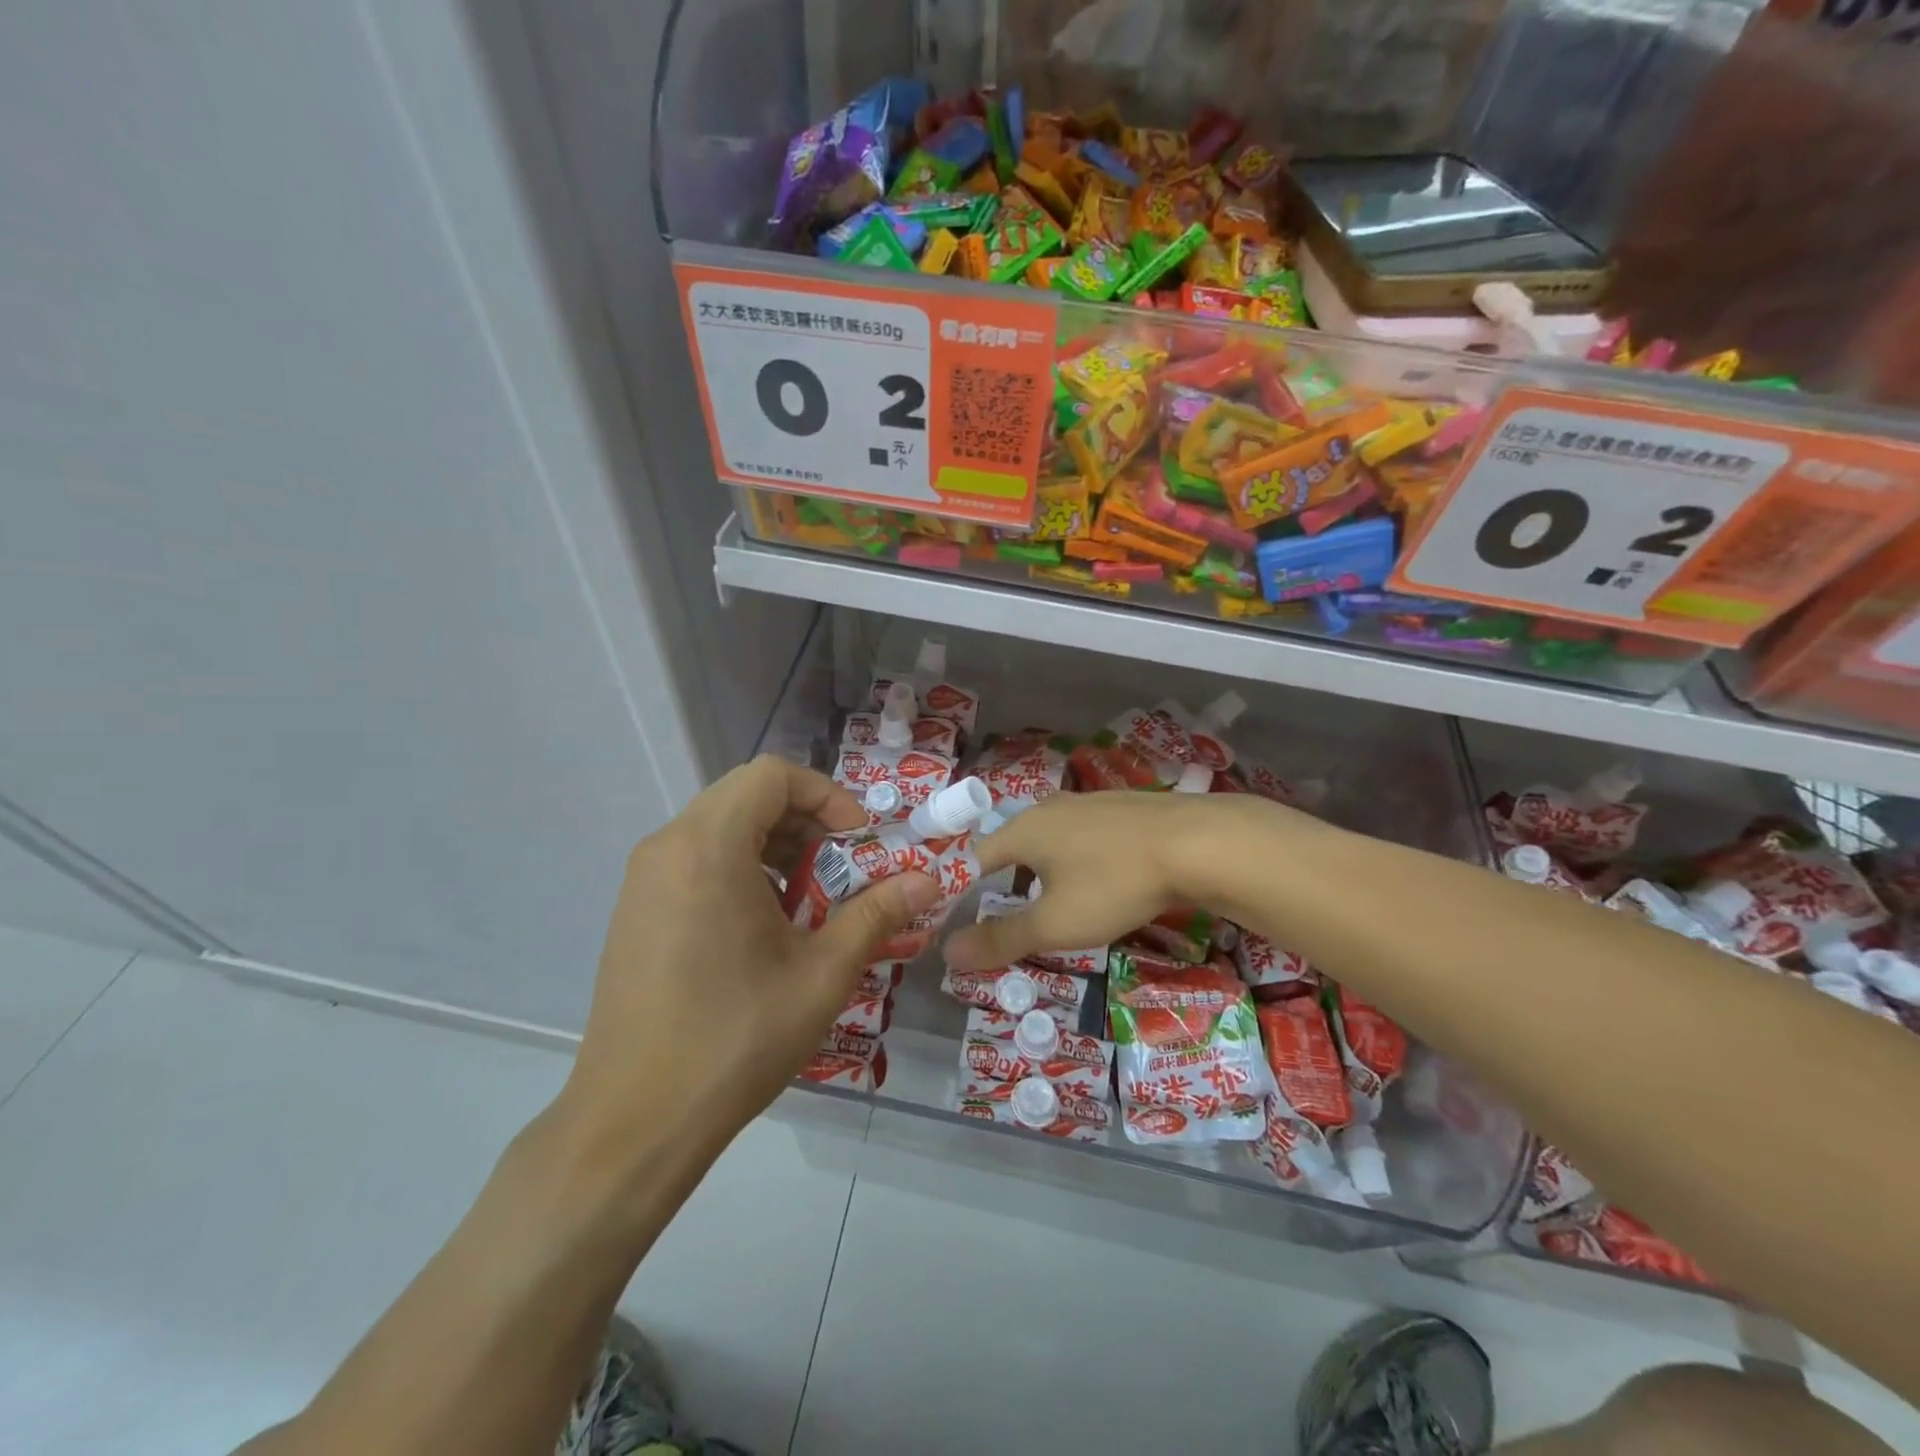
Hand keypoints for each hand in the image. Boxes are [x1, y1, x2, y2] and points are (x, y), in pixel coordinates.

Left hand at [561, 757, 937, 1158]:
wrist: (634, 1122)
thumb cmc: (735, 1038)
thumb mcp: (822, 973)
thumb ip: (878, 913)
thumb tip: (929, 881)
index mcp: (708, 847)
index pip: (773, 775)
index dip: (827, 795)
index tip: (858, 841)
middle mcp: (667, 847)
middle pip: (747, 796)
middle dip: (806, 822)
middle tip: (841, 869)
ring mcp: (643, 879)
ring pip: (721, 827)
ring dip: (775, 846)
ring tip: (807, 901)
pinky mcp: (635, 910)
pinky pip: (696, 859)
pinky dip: (742, 868)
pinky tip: (764, 927)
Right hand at [943, 789, 1325, 972]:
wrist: (1198, 843)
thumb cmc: (1114, 883)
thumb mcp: (1055, 923)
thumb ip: (1001, 938)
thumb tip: (948, 952)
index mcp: (1023, 829)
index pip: (974, 856)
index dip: (959, 886)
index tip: (954, 913)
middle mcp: (1049, 808)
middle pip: (1012, 844)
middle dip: (1003, 879)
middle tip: (1004, 914)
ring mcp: (1089, 803)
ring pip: (1050, 839)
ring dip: (1042, 870)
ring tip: (1050, 901)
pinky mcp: (1122, 808)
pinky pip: (1083, 836)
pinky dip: (1076, 859)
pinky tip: (1099, 879)